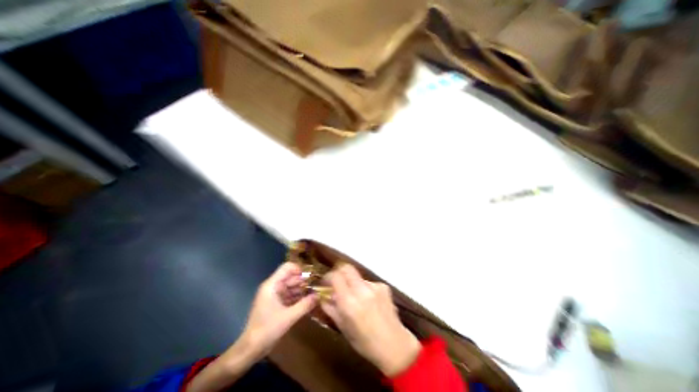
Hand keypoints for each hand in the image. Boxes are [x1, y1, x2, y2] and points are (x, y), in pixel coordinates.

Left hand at [241, 262, 317, 355]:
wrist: (250, 350)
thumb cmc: (267, 330)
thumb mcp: (288, 317)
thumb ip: (305, 305)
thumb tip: (319, 295)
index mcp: (272, 285)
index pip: (287, 267)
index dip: (299, 269)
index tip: (310, 277)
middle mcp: (273, 287)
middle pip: (291, 277)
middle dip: (304, 281)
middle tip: (317, 287)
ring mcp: (275, 296)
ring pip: (292, 287)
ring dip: (303, 290)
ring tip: (316, 294)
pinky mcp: (277, 304)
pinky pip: (290, 295)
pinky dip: (298, 297)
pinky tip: (309, 302)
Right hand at [320, 263, 419, 376]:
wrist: (395, 345)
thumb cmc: (365, 342)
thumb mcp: (343, 328)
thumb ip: (331, 308)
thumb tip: (322, 295)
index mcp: (349, 303)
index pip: (335, 276)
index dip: (328, 277)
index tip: (326, 283)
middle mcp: (362, 290)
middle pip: (346, 268)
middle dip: (339, 272)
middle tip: (337, 283)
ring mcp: (374, 286)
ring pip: (357, 276)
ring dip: (353, 283)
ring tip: (356, 298)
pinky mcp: (384, 286)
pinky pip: (368, 283)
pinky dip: (364, 289)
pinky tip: (369, 302)